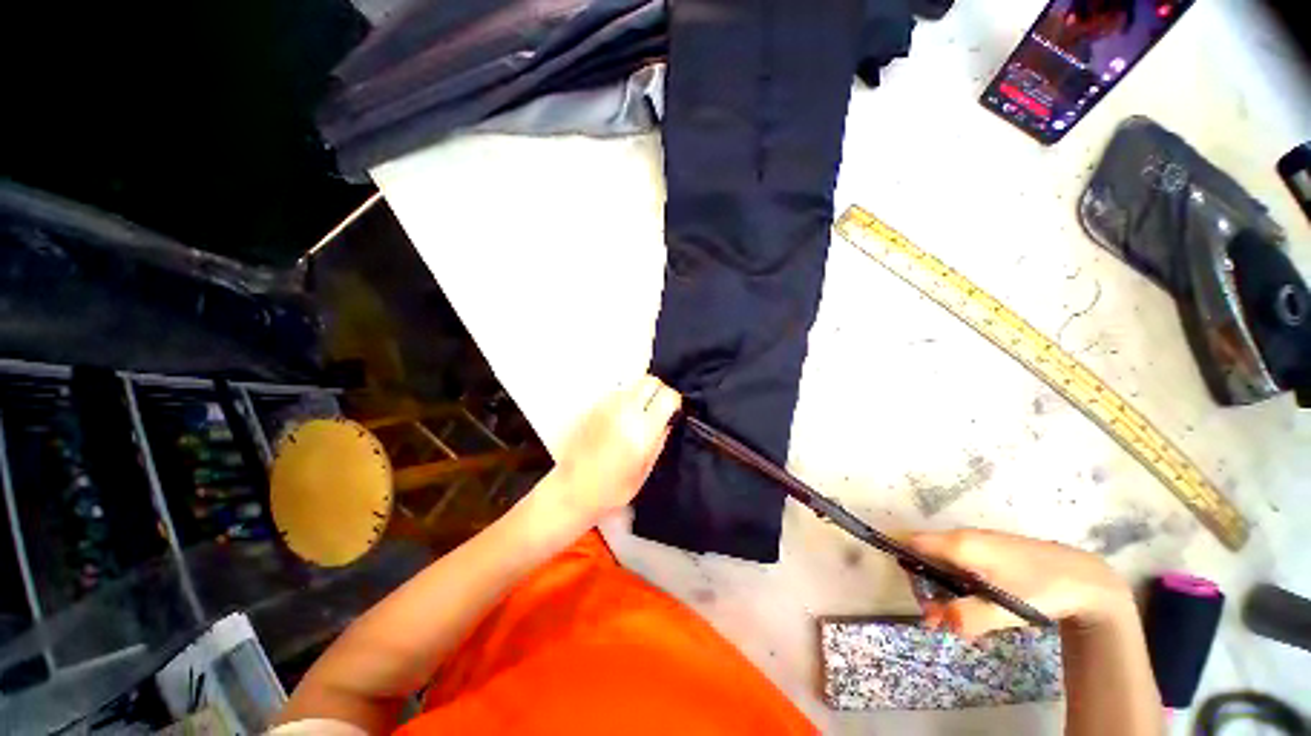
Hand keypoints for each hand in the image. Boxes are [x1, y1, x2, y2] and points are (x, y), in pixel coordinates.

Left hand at [545, 375, 681, 523]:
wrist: (572, 489)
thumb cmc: (610, 489)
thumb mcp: (645, 470)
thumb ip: (660, 440)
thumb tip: (669, 420)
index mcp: (641, 430)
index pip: (667, 396)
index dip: (674, 402)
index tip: (672, 411)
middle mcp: (623, 411)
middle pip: (650, 381)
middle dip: (659, 392)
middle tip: (658, 409)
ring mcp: (606, 406)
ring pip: (633, 385)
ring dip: (640, 396)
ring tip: (638, 417)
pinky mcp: (593, 407)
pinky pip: (617, 393)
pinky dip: (625, 401)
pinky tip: (621, 420)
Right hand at [908, 529, 1136, 637]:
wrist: (1086, 577)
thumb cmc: (1042, 589)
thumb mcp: (1006, 608)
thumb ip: (969, 615)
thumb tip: (940, 620)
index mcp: (960, 544)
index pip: (913, 543)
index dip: (905, 564)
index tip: (916, 597)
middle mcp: (962, 538)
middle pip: (925, 555)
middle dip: (925, 588)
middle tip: (937, 622)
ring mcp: (977, 544)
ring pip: (943, 562)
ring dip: (941, 591)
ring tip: (953, 622)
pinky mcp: (990, 553)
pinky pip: (960, 565)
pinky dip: (957, 587)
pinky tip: (973, 609)